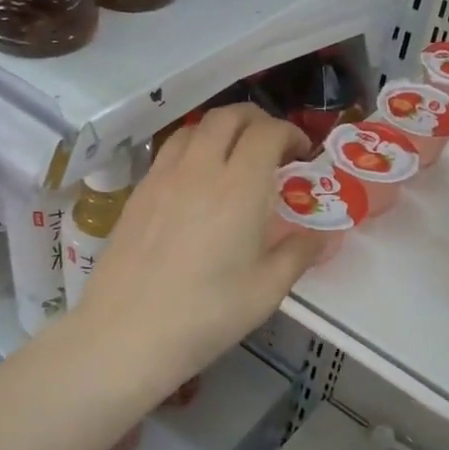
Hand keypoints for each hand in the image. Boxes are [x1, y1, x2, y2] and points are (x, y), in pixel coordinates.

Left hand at [72, 107, 324, 387]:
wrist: (127, 332)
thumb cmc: (206, 314)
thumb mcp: (267, 290)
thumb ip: (298, 254)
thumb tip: (321, 236)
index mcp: (240, 187)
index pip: (267, 133)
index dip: (290, 133)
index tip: (301, 153)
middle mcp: (200, 168)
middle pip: (228, 116)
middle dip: (257, 120)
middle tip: (272, 145)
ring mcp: (162, 177)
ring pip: (194, 128)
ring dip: (221, 130)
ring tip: (233, 156)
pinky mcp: (137, 193)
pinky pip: (168, 152)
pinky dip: (192, 149)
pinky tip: (196, 182)